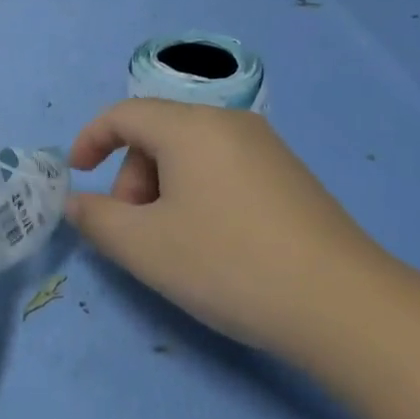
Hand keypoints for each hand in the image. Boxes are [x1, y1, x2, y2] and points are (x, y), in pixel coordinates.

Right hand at [66, 100, 389, 355]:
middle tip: (134, 231)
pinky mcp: (290, 176)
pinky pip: (223, 169)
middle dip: (131, 177)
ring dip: (163, 189)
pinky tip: (214, 242)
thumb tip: (77, 202)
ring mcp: (266, 147)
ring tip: (173, 244)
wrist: (342, 304)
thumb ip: (96, 219)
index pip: (124, 114)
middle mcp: (229, 122)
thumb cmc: (228, 264)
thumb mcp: (144, 247)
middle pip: (158, 134)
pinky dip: (198, 194)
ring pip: (191, 154)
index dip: (90, 139)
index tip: (77, 175)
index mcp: (190, 126)